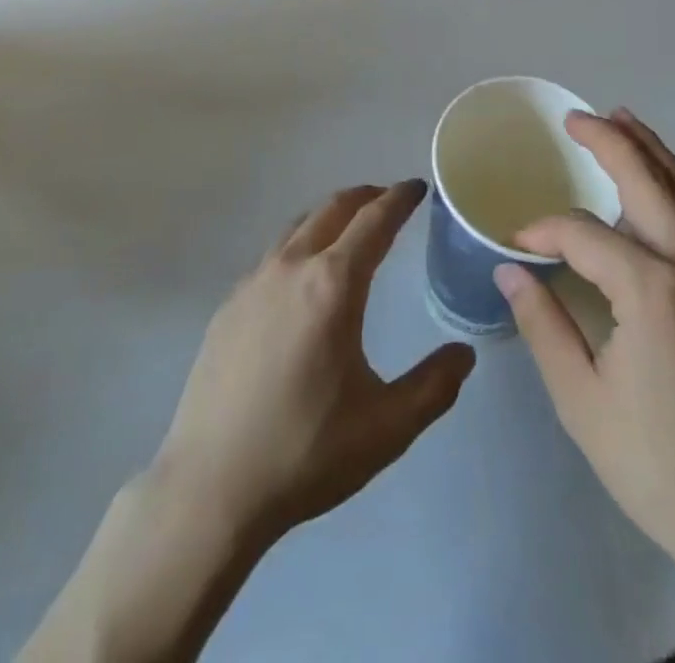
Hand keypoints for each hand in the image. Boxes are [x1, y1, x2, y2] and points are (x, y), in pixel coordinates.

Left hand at [153, 179, 475, 541]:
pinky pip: (273, 256)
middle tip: (389, 200)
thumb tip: (464, 353)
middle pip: (333, 208)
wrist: (210, 487)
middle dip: (366, 196)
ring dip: (330, 216)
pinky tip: (303, 279)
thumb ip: (434, 386)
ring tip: (349, 229)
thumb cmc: (306, 452)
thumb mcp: (386, 427)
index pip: (374, 220)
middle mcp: (291, 268)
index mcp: (333, 285)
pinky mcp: (228, 305)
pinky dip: (300, 245)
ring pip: (298, 226)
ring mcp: (253, 283)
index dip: (399, 199)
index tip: (417, 187)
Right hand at [494, 111, 674, 585]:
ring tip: (620, 119)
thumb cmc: (660, 466)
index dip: (544, 231)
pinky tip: (656, 181)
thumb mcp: (583, 403)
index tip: (515, 243)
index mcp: (652, 292)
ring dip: (650, 151)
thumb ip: (543, 325)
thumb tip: (510, 271)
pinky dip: (674, 184)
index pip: (584, 234)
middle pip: (647, 182)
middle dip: (609, 142)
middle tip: (574, 117)